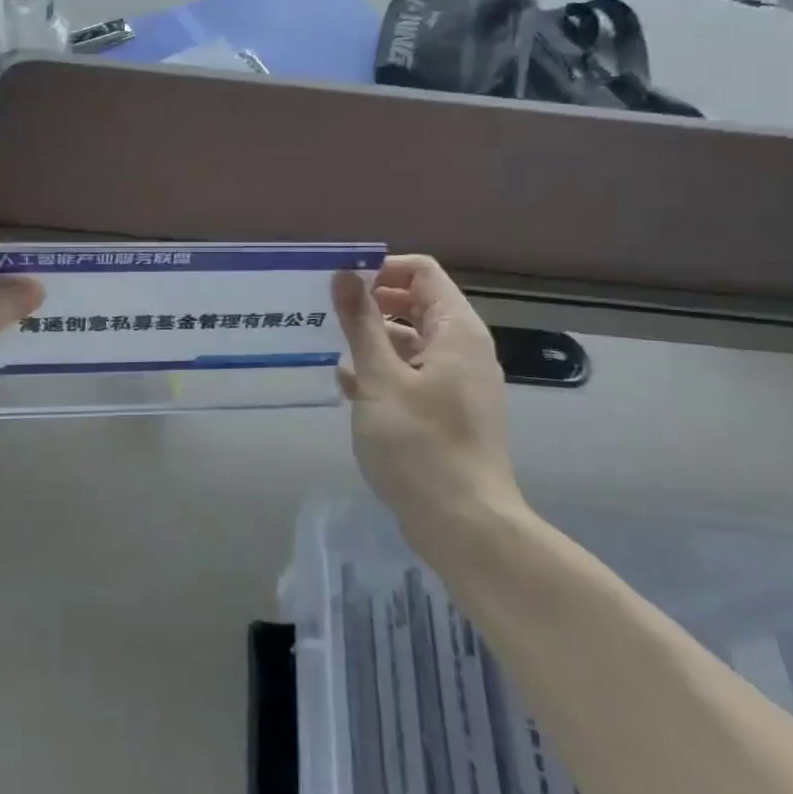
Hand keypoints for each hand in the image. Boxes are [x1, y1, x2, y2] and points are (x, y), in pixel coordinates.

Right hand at [332, 256, 521, 553]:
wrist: (464, 524)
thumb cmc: (420, 444)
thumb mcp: (380, 379)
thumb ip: (361, 323)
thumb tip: (344, 274)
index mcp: (456, 331)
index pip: (422, 273)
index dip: (382, 270)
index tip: (342, 285)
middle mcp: (463, 349)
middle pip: (416, 304)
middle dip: (372, 304)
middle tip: (328, 314)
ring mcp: (457, 382)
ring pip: (411, 341)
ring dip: (373, 340)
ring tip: (330, 349)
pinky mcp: (447, 412)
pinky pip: (413, 375)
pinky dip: (384, 372)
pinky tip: (348, 385)